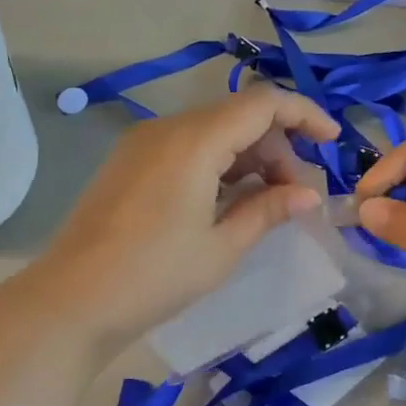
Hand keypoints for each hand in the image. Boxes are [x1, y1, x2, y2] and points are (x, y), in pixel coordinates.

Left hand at [25, 87, 340, 352]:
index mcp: (194, 140)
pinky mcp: (128, 164)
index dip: (305, 115)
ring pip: (211, 132)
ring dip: (247, 157)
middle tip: (295, 196)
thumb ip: (268, 210)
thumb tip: (309, 194)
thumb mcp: (221, 247)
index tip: (334, 142)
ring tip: (265, 204)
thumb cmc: (154, 276)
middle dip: (277, 146)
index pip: (262, 103)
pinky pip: (186, 148)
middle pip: (237, 116)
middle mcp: (166, 129)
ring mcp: (142, 145)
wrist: (71, 302)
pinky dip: (217, 165)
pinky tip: (227, 202)